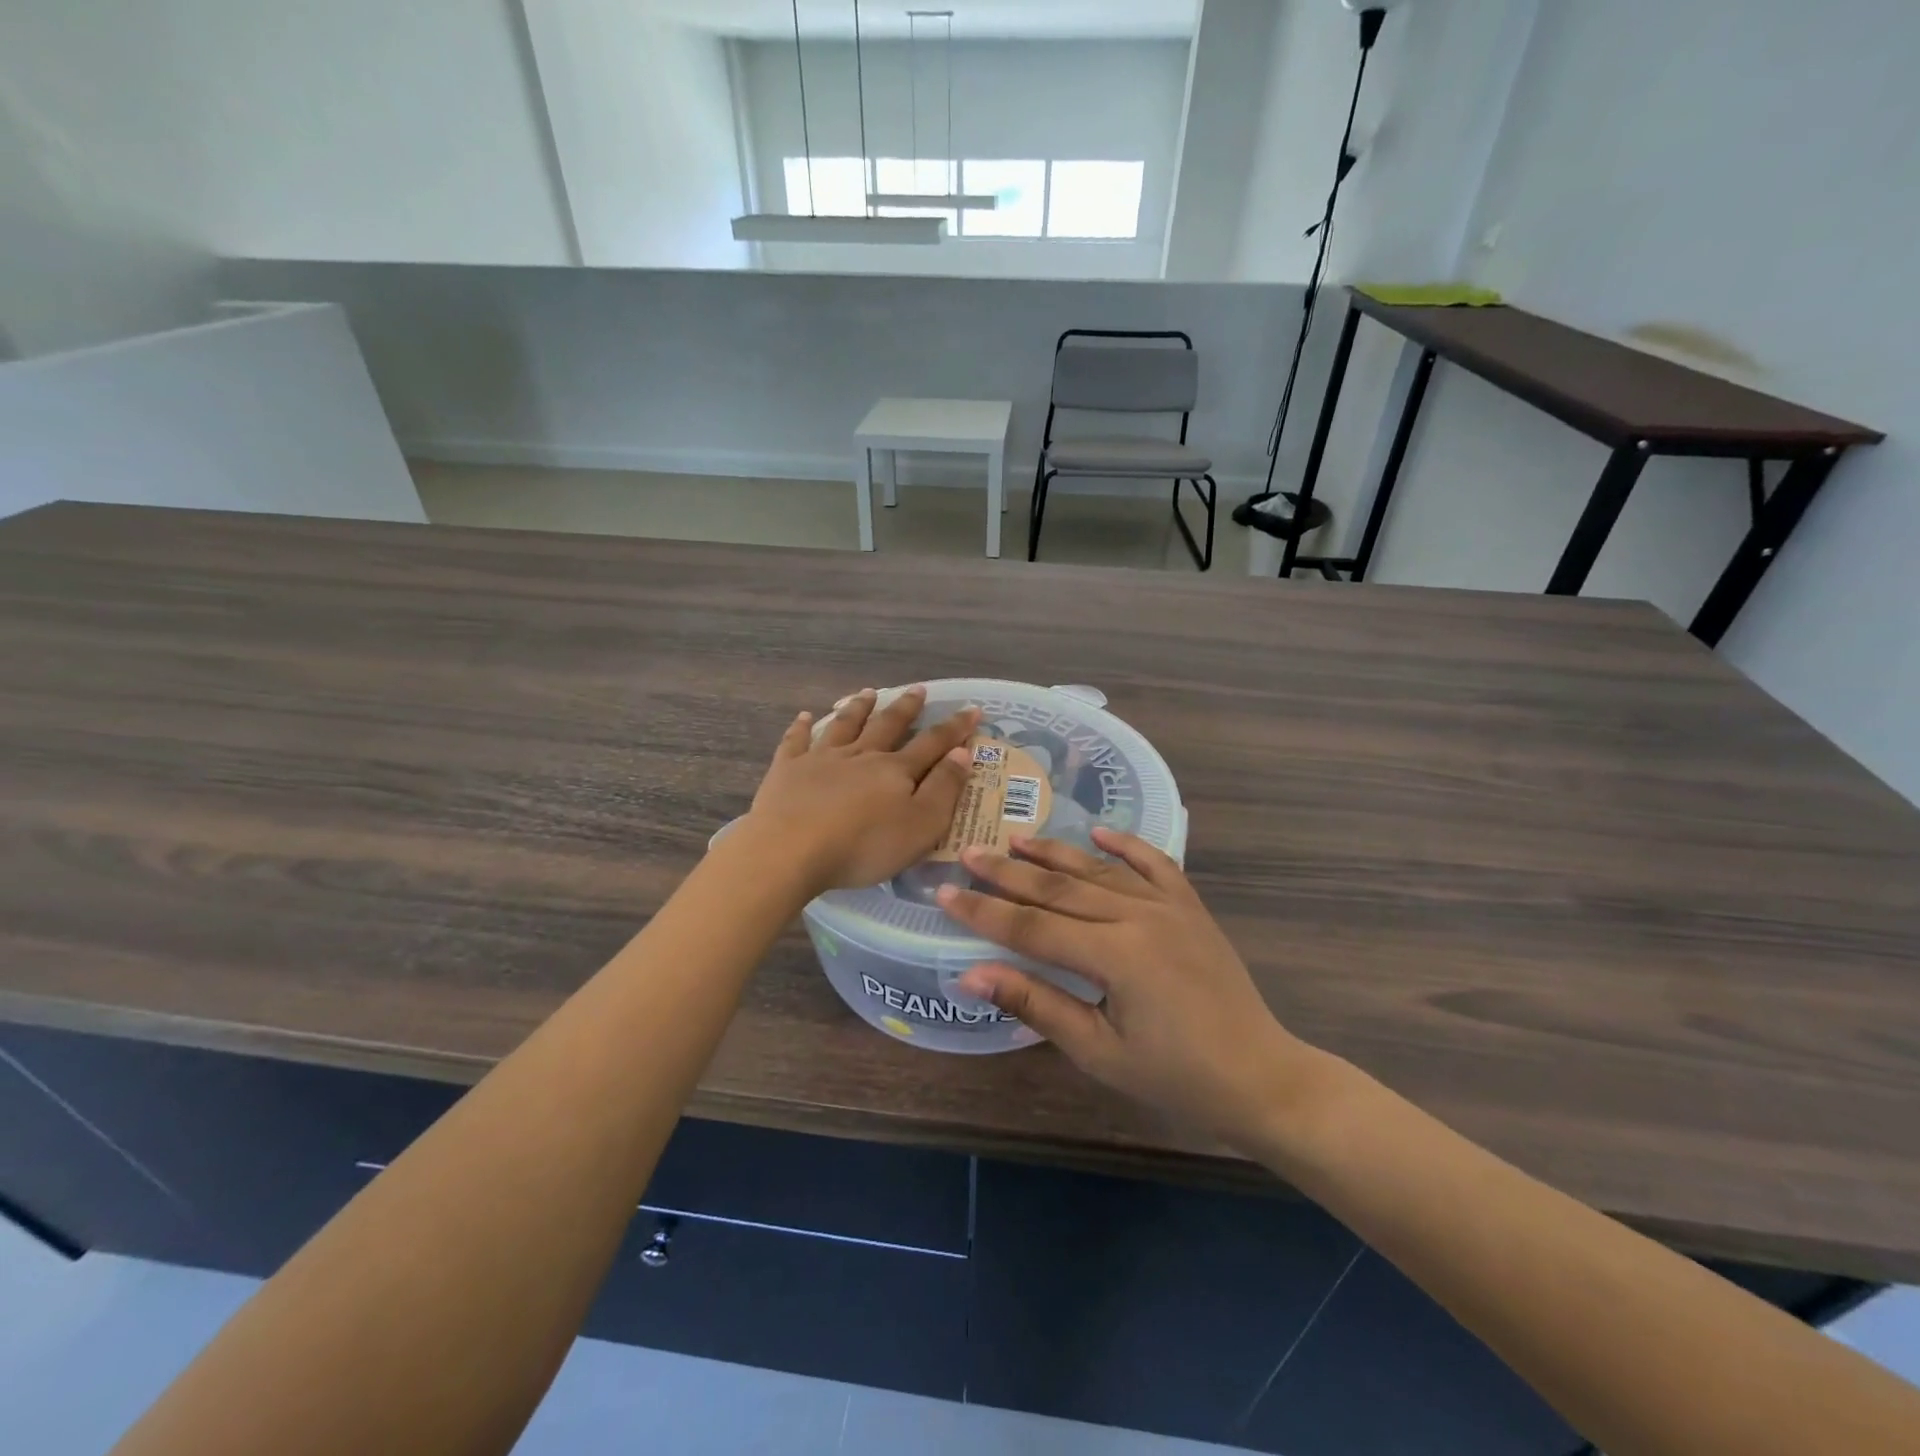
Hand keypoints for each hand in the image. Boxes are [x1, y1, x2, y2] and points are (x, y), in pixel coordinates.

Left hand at [748, 686, 978, 893]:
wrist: (791, 850)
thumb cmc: (864, 845)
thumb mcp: (921, 825)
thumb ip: (944, 788)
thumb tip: (962, 753)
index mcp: (895, 770)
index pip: (933, 743)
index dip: (955, 728)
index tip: (971, 710)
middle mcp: (861, 755)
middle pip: (888, 725)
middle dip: (906, 708)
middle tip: (918, 689)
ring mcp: (821, 759)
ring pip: (845, 725)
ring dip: (858, 708)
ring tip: (868, 693)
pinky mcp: (787, 770)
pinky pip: (796, 741)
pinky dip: (801, 727)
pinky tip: (804, 716)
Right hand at [938, 830, 1332, 1152]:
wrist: (1260, 1076)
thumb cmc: (1176, 1077)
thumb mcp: (1099, 1052)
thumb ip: (1036, 1003)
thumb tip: (971, 974)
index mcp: (1116, 955)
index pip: (1033, 927)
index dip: (985, 912)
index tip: (945, 893)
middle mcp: (1139, 917)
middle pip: (1059, 890)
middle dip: (1009, 873)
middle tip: (969, 852)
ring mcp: (1169, 906)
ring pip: (1099, 871)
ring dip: (1055, 853)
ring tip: (1016, 838)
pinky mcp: (1190, 907)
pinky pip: (1155, 864)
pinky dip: (1126, 846)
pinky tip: (1099, 833)